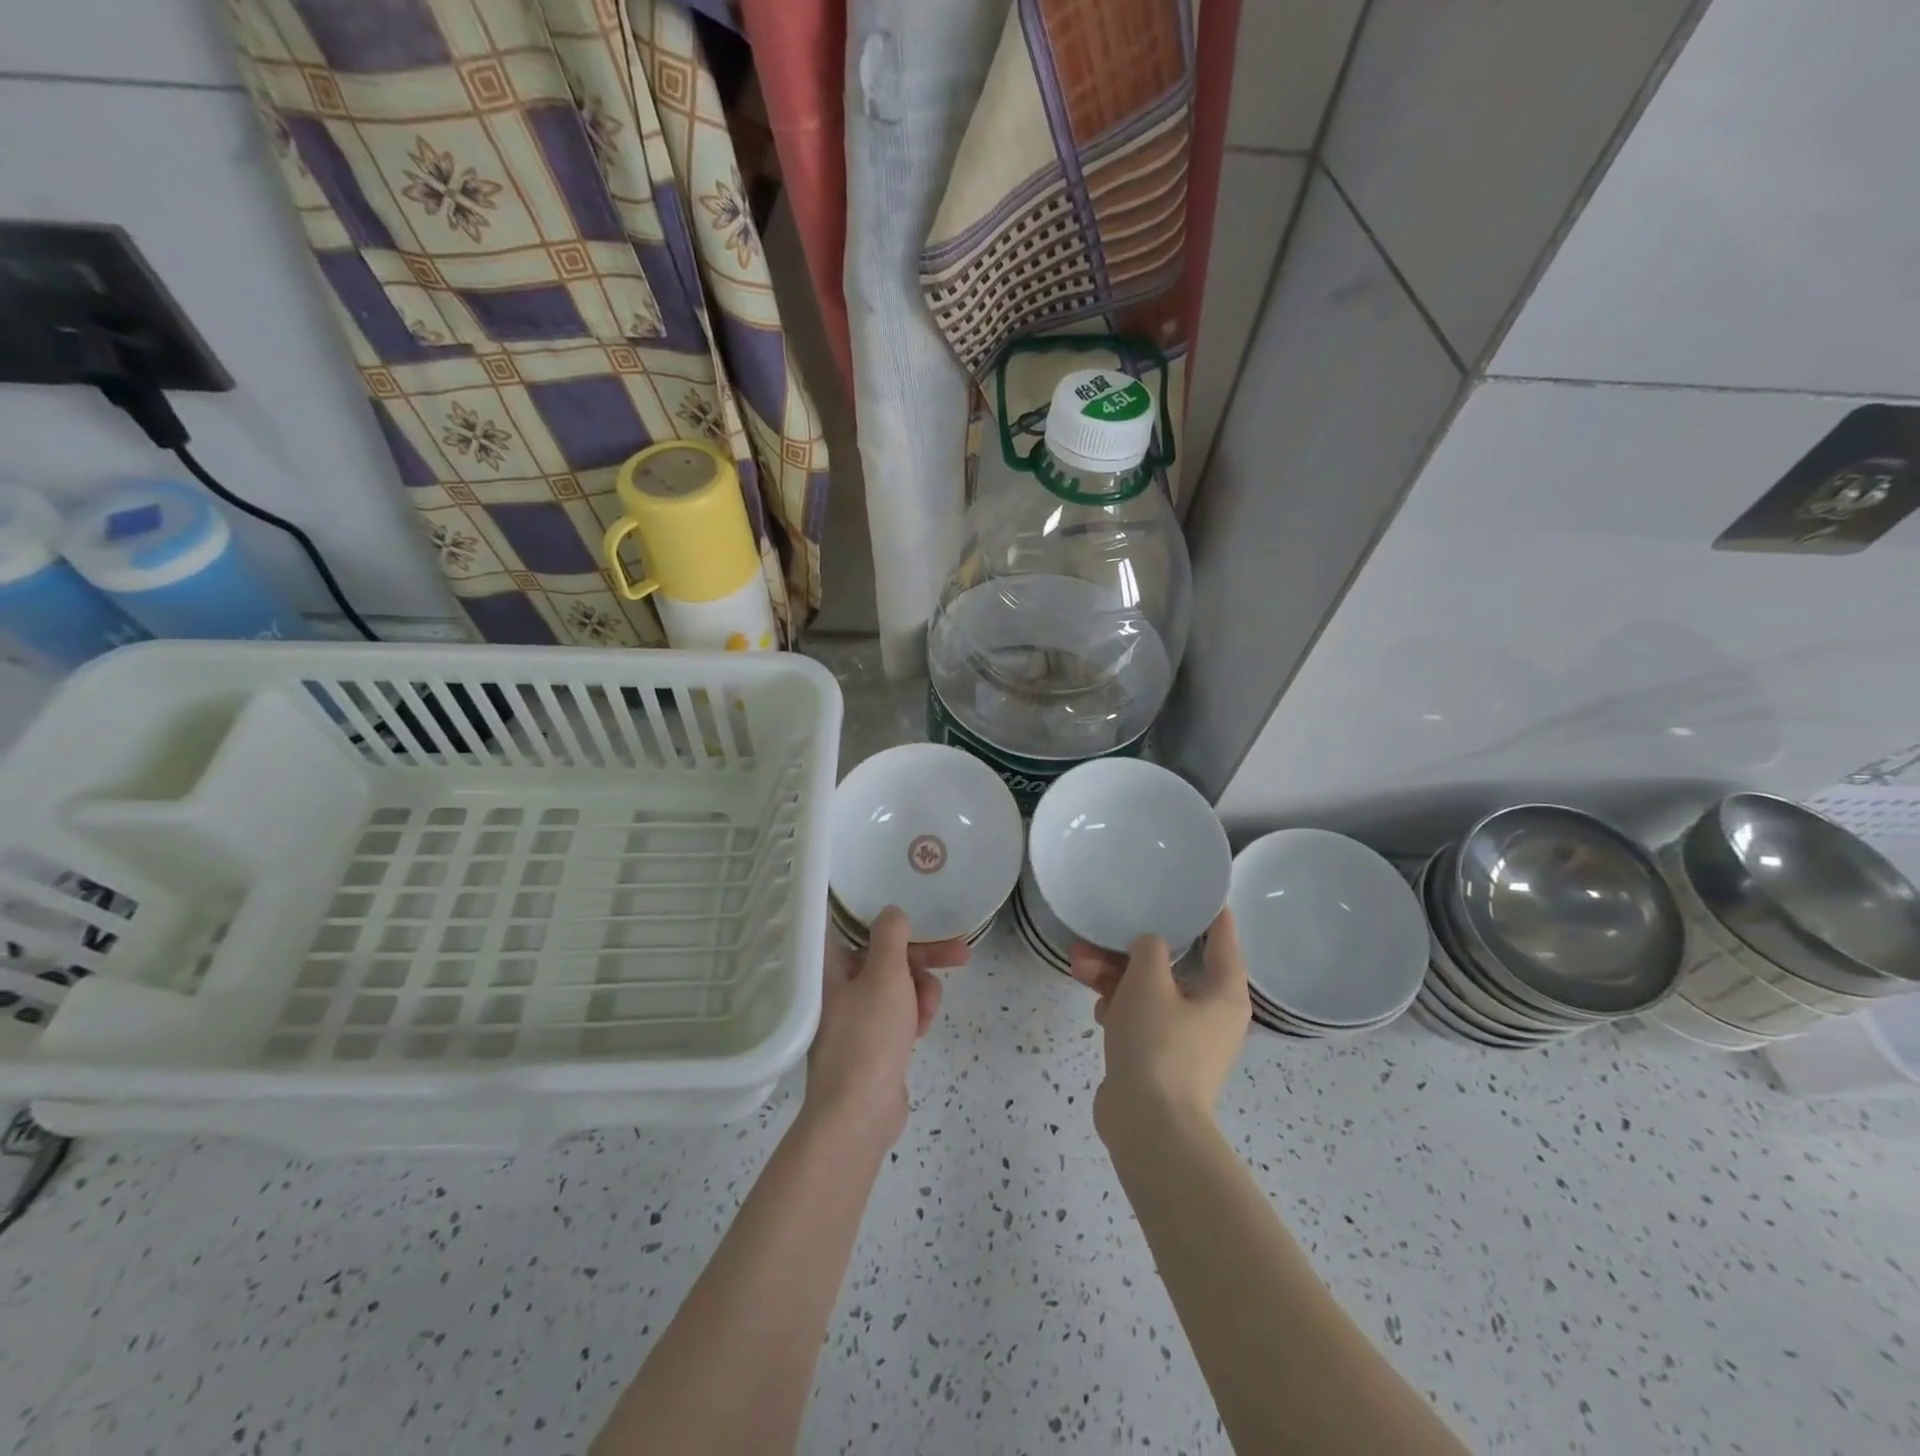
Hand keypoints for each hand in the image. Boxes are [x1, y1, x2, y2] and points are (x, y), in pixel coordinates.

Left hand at [805, 906, 969, 1148]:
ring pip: (898, 985)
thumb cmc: (869, 1036)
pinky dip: (913, 1015)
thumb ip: (891, 936)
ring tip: (927, 1012)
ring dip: (920, 991)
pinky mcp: (871, 1041)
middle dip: (924, 957)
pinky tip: (921, 1030)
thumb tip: (891, 912)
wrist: (859, 1114)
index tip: (912, 910)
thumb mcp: (885, 975)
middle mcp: (837, 986)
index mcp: (829, 966)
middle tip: (961, 954)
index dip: (882, 915)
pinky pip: (898, 1013)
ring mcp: (854, 1016)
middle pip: (885, 956)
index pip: (850, 925)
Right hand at [1068, 909, 1249, 1138]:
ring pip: (1150, 989)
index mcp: (1224, 991)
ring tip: (1078, 966)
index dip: (1204, 907)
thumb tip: (1150, 945)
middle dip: (1131, 947)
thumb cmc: (1158, 1044)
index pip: (1222, 935)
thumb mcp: (1149, 982)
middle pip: (1173, 963)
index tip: (1186, 881)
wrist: (1149, 1126)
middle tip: (1098, 934)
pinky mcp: (1161, 1055)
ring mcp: (1186, 1036)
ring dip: (1115, 975)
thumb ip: (1149, 947)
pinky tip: (1097, 1007)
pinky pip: (1141, 1016)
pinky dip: (1120, 1006)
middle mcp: (1211, 1011)